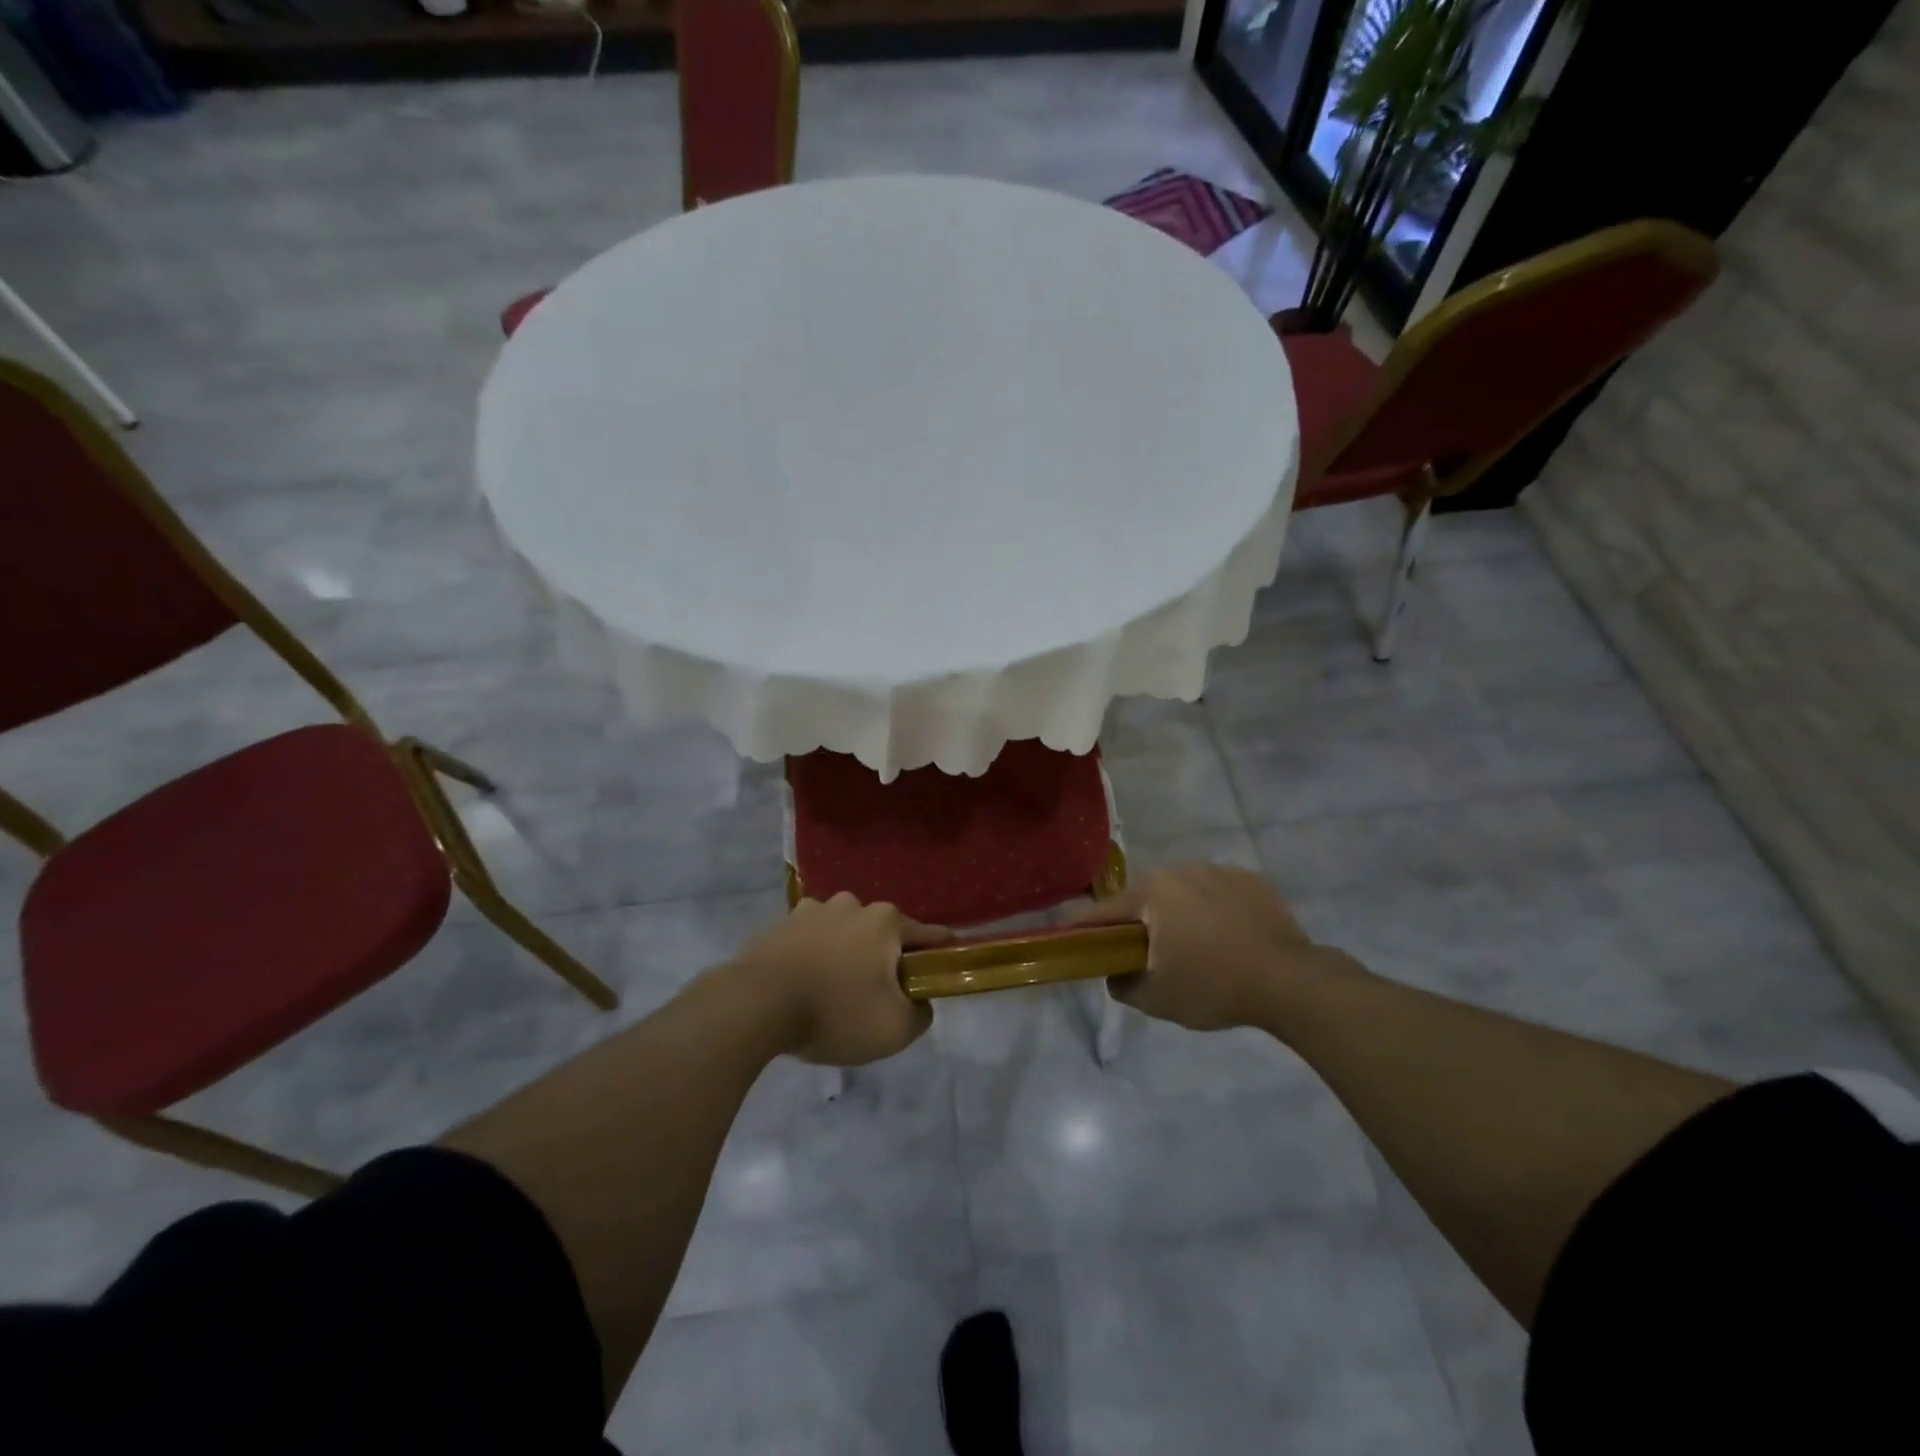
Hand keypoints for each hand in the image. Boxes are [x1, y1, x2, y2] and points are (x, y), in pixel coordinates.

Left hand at [729, 894, 950, 1065]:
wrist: (756, 1005)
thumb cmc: (835, 1012)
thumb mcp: (895, 1029)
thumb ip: (921, 1013)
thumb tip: (920, 1001)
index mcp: (885, 921)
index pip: (927, 934)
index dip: (940, 952)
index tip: (946, 965)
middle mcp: (852, 904)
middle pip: (881, 932)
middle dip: (884, 957)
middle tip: (879, 993)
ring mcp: (812, 910)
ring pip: (843, 932)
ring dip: (846, 952)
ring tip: (836, 988)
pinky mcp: (780, 924)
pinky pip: (809, 939)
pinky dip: (813, 955)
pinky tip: (805, 982)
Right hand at [1073, 864, 1351, 1031]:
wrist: (1291, 981)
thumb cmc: (1214, 987)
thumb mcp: (1156, 999)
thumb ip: (1122, 984)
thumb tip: (1114, 973)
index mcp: (1152, 892)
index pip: (1104, 910)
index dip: (1084, 927)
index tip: (1069, 936)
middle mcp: (1180, 870)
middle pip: (1146, 898)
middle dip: (1141, 922)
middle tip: (1147, 954)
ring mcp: (1218, 871)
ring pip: (1183, 892)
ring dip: (1179, 914)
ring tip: (1195, 947)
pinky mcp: (1251, 880)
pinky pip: (1218, 893)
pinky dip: (1215, 910)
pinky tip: (1228, 938)